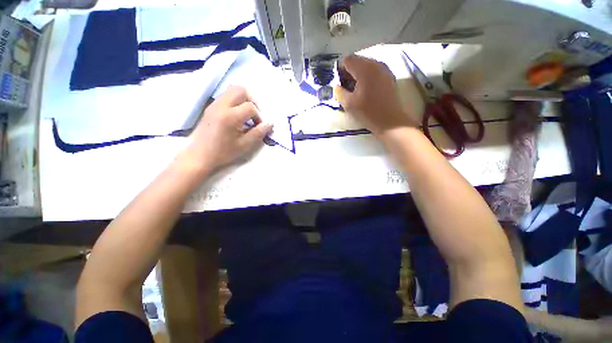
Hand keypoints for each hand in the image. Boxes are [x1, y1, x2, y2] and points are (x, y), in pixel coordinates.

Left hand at [178, 86, 272, 177]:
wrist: (199, 156)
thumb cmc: (223, 152)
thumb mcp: (244, 145)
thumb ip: (259, 133)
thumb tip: (270, 124)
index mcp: (230, 116)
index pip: (251, 107)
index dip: (259, 116)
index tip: (259, 127)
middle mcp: (221, 106)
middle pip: (241, 90)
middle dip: (252, 101)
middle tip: (255, 115)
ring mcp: (214, 104)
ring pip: (232, 90)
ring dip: (244, 100)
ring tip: (247, 115)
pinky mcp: (211, 107)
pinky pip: (226, 96)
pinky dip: (235, 102)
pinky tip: (237, 116)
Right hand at [335, 55, 413, 138]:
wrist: (389, 121)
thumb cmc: (367, 112)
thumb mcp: (348, 104)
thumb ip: (339, 92)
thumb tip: (337, 86)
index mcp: (364, 69)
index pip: (347, 60)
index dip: (341, 71)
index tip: (340, 84)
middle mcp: (375, 64)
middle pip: (357, 60)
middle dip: (349, 72)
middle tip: (347, 88)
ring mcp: (384, 69)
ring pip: (366, 65)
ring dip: (358, 75)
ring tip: (356, 90)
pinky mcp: (389, 76)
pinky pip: (374, 71)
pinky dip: (367, 77)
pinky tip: (366, 90)